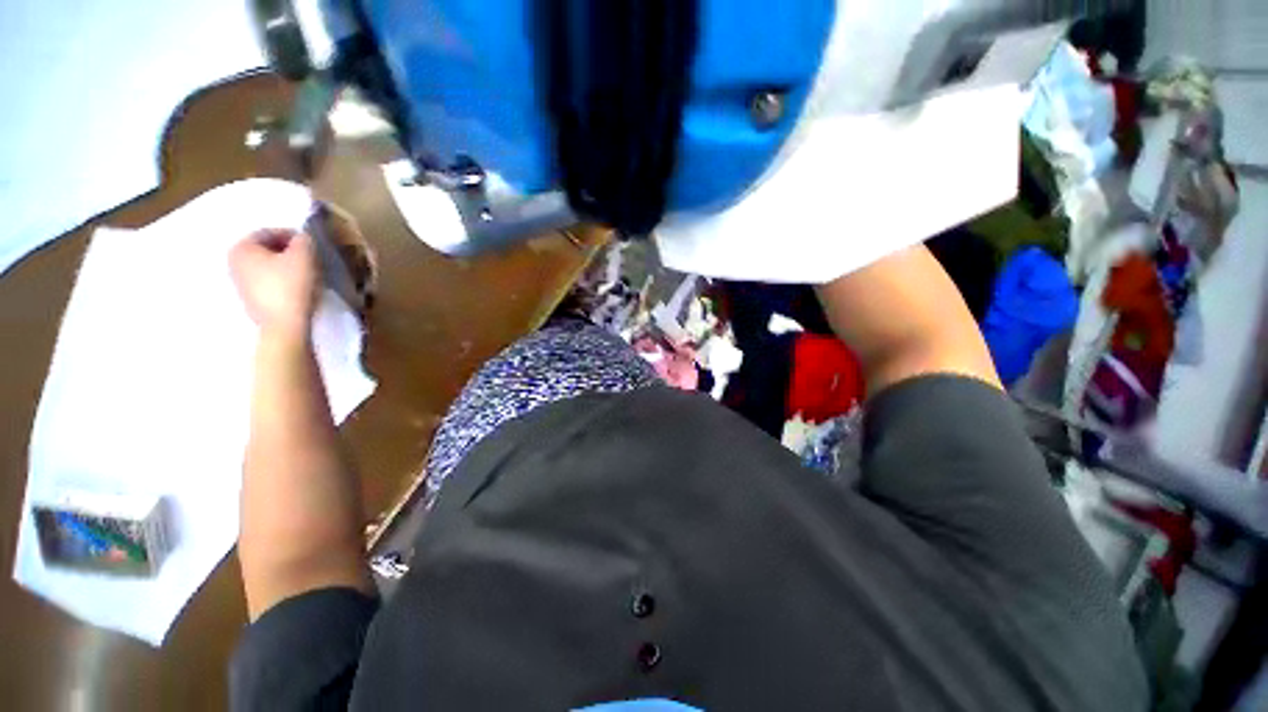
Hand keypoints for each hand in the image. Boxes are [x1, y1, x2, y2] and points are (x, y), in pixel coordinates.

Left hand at [230, 229, 318, 338]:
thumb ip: (304, 239)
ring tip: (308, 273)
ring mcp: (240, 283)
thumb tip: (303, 238)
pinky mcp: (251, 299)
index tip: (312, 243)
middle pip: (266, 250)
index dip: (293, 235)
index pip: (269, 232)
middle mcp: (234, 262)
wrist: (284, 324)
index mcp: (242, 247)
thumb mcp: (304, 255)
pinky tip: (299, 287)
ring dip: (287, 266)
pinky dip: (283, 280)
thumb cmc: (291, 285)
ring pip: (268, 266)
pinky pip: (269, 282)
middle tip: (311, 257)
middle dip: (289, 251)